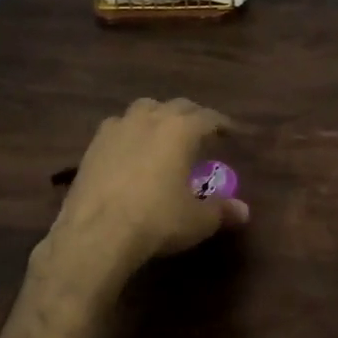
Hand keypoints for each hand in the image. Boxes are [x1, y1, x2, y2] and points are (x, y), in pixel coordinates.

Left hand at [39, 97, 249, 299]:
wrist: (97, 232)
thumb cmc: (157, 220)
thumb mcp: (197, 221)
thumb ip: (221, 211)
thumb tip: (244, 211)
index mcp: (181, 130)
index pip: (208, 118)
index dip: (221, 123)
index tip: (229, 131)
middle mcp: (151, 119)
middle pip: (177, 106)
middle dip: (191, 115)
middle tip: (199, 130)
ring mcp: (118, 128)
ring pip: (144, 108)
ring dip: (158, 115)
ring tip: (163, 132)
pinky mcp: (93, 144)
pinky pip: (118, 126)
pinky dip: (130, 131)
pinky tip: (130, 148)